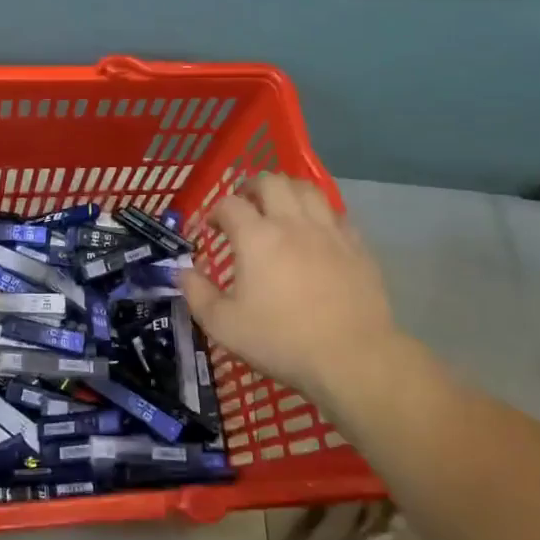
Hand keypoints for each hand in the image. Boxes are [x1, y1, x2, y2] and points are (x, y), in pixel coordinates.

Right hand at [181, 174, 408, 406]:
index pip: (230, 204)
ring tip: (280, 208)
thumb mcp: (224, 326)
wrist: (353, 358)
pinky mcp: (357, 246)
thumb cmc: (282, 341)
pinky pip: (336, 214)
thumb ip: (197, 294)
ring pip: (307, 189)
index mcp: (256, 237)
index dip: (216, 210)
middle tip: (245, 206)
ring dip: (287, 191)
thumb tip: (182, 272)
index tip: (212, 228)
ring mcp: (329, 231)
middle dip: (252, 187)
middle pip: (271, 181)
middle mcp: (292, 223)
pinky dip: (320, 214)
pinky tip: (316, 232)